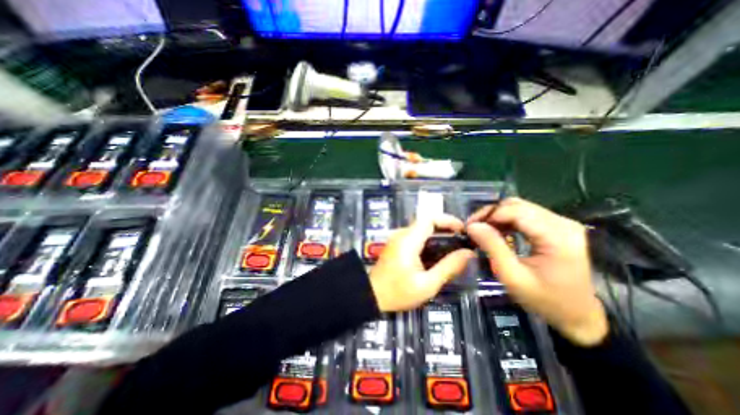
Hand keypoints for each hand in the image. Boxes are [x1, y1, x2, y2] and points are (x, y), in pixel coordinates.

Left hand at [369, 215, 473, 308]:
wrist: (371, 296)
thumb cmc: (398, 292)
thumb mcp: (427, 284)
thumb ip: (448, 267)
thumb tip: (468, 253)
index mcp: (408, 240)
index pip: (429, 219)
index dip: (448, 220)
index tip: (463, 230)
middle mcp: (402, 234)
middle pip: (426, 222)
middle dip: (446, 228)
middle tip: (462, 241)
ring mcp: (398, 238)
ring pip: (421, 229)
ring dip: (438, 234)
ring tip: (454, 247)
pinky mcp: (396, 244)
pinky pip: (416, 236)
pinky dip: (429, 240)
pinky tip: (438, 253)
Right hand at [464, 197, 609, 347]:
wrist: (581, 316)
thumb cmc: (546, 300)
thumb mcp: (512, 276)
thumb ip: (492, 247)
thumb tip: (472, 226)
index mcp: (556, 236)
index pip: (514, 210)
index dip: (488, 215)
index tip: (470, 227)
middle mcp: (562, 223)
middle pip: (517, 205)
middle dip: (491, 214)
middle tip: (475, 229)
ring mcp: (562, 223)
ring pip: (520, 208)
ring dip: (498, 216)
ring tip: (484, 231)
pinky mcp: (558, 227)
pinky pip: (526, 215)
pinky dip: (508, 220)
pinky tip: (499, 232)